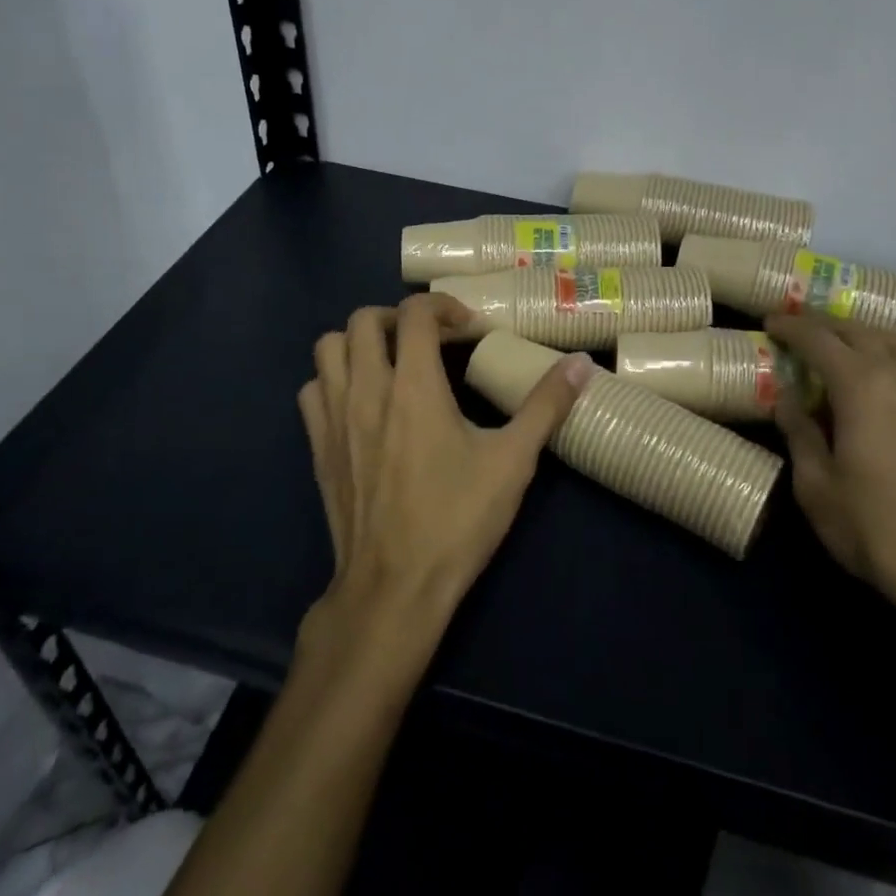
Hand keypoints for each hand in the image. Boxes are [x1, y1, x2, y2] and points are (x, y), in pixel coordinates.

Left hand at [298, 293, 593, 638]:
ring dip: (358, 343)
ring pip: (328, 348)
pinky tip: (362, 402)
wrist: (394, 588)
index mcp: (413, 385)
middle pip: (363, 319)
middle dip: (397, 317)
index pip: (415, 313)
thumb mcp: (513, 462)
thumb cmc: (456, 520)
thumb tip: (583, 363)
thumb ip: (546, 405)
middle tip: (428, 340)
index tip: (468, 328)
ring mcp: (334, 417)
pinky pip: (313, 389)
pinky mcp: (317, 446)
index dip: (443, 306)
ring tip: (390, 362)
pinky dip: (334, 380)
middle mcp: (366, 389)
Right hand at [766, 312, 895, 655]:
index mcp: (861, 387)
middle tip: (799, 329)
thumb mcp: (815, 486)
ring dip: (869, 336)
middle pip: (861, 333)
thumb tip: (787, 398)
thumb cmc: (874, 530)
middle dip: (826, 324)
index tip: (769, 321)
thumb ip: (799, 433)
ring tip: (848, 345)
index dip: (791, 326)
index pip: (819, 339)